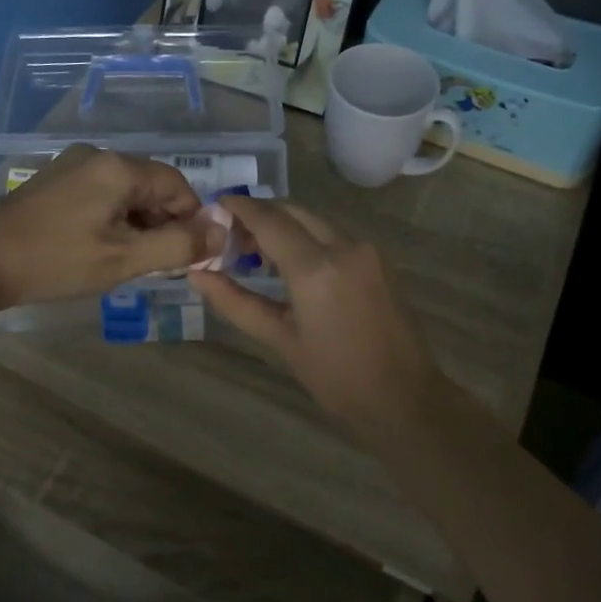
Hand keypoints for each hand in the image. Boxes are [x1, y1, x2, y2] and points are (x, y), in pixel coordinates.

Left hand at [0, 146, 220, 311]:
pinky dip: (112, 220)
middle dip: (163, 224)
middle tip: (155, 264)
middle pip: (151, 187)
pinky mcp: (53, 183)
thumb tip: (223, 233)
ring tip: (126, 261)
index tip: (187, 256)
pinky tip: (99, 249)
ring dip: (137, 225)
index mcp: (118, 167)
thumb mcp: (124, 258)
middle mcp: (97, 156)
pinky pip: (100, 196)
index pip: (178, 186)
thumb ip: (179, 245)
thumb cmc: (56, 260)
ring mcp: (71, 167)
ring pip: (125, 193)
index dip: (191, 221)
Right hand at [189, 198, 449, 429]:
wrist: (403, 396)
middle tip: (231, 238)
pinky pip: (335, 235)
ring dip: (285, 226)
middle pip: (293, 212)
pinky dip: (308, 237)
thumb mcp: (280, 340)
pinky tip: (293, 264)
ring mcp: (366, 250)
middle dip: (261, 216)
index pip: (269, 220)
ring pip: (315, 221)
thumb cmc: (336, 376)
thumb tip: (197, 275)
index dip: (239, 207)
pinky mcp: (379, 259)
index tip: (214, 205)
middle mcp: (344, 245)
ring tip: (257, 254)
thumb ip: (236, 302)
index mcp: (316, 267)